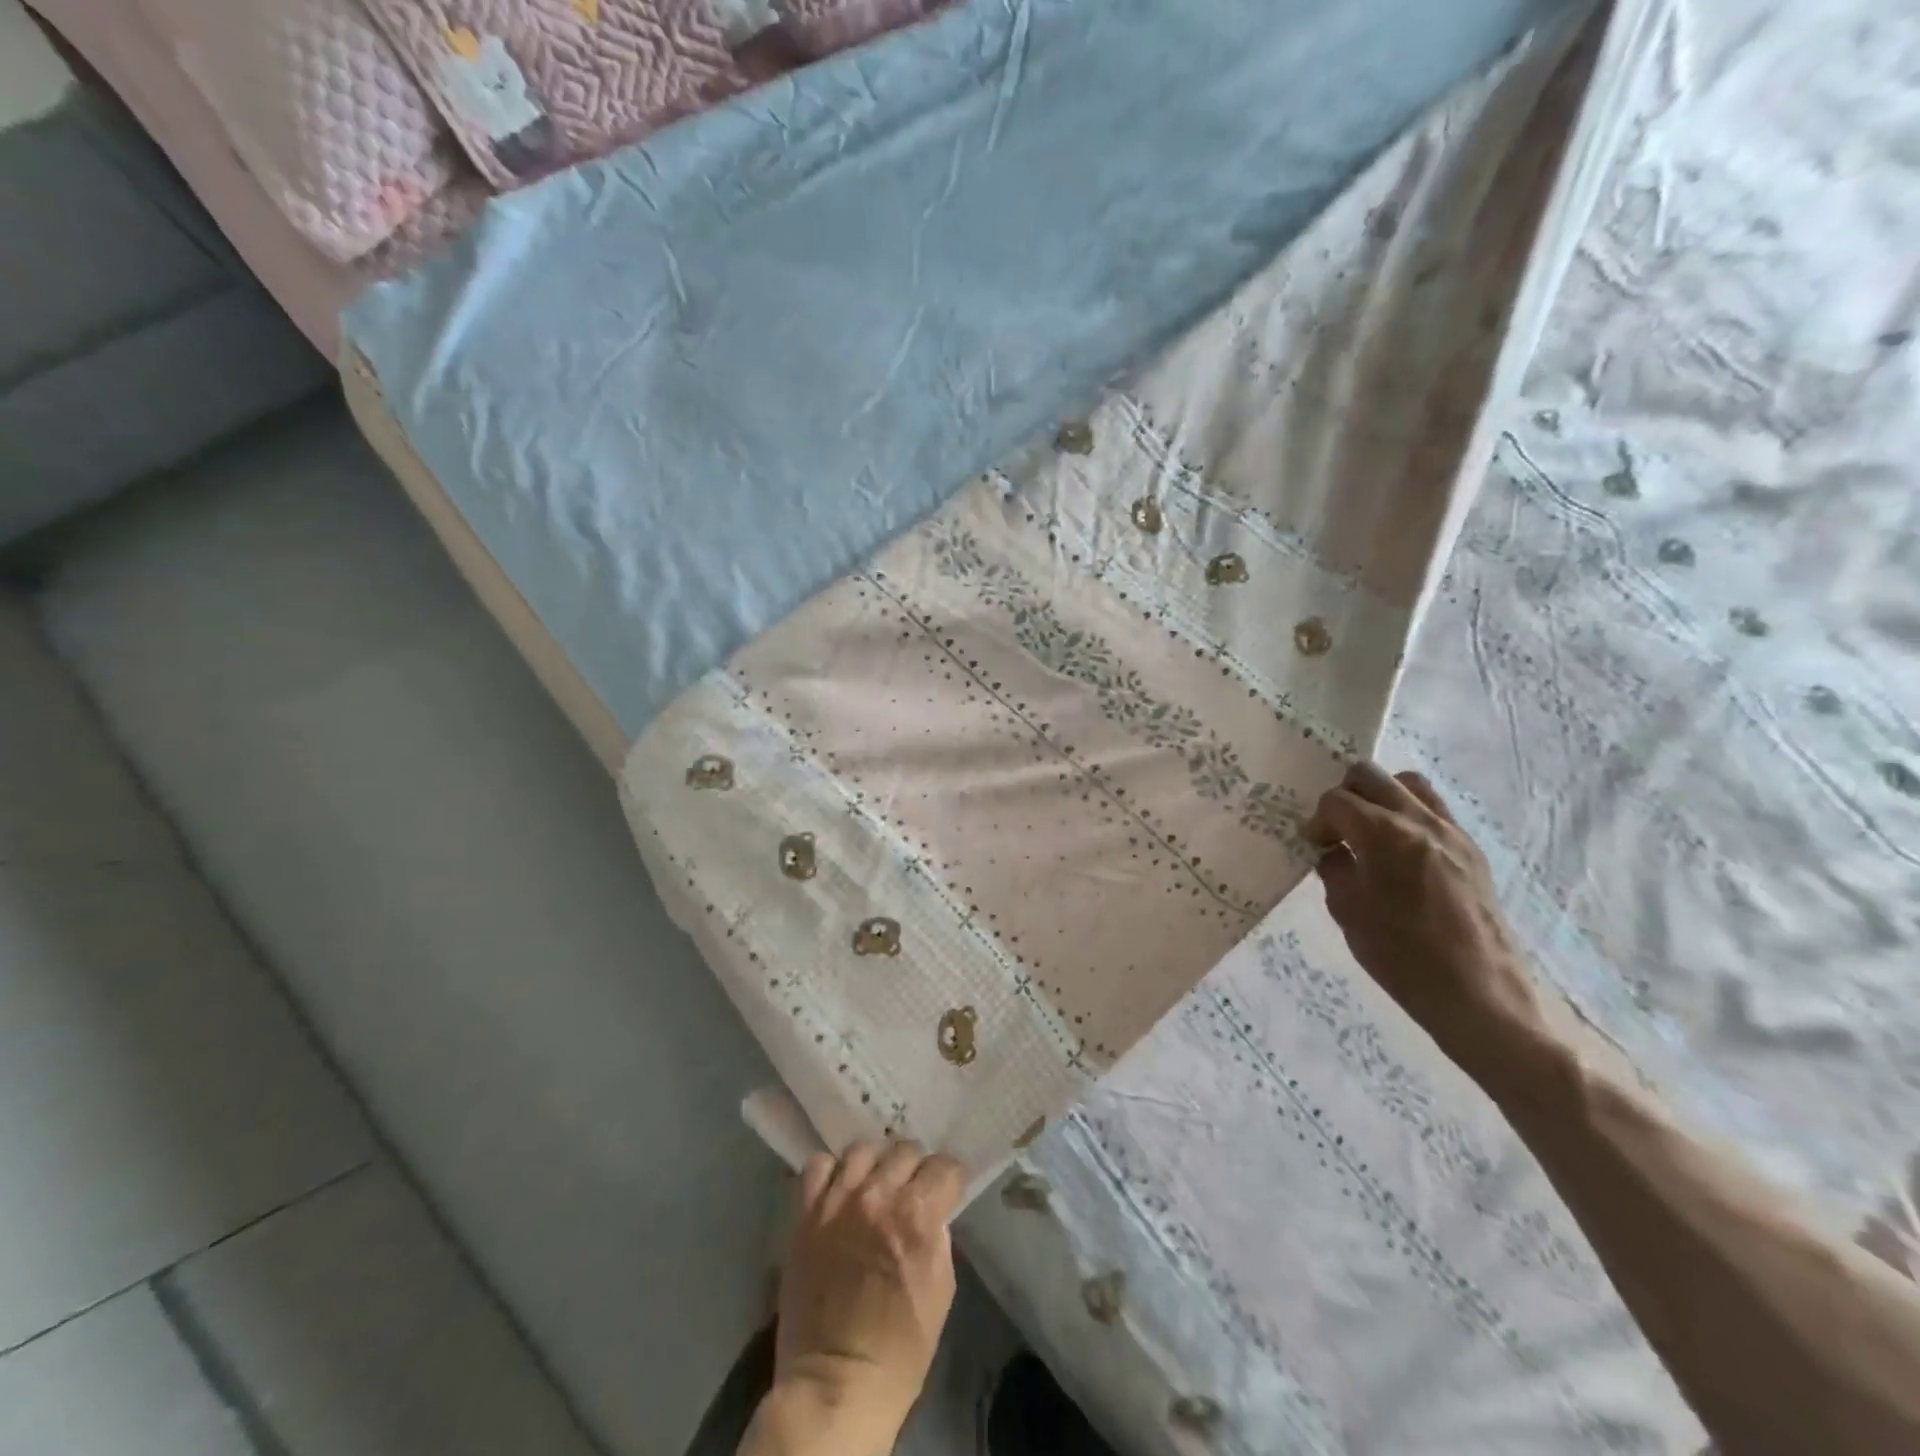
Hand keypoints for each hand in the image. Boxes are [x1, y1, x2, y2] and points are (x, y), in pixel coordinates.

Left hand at [758, 1140, 964, 1455]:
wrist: (836, 1383)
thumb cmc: (900, 1349)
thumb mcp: (940, 1291)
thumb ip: (938, 1238)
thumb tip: (933, 1212)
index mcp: (917, 1216)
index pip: (944, 1166)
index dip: (950, 1177)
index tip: (948, 1188)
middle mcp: (878, 1196)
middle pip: (905, 1150)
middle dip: (916, 1167)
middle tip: (914, 1187)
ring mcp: (838, 1201)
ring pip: (863, 1149)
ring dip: (876, 1163)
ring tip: (876, 1182)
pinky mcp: (807, 1214)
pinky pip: (819, 1166)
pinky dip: (832, 1170)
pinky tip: (840, 1188)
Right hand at [1303, 763, 1542, 1079]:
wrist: (1479, 995)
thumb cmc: (1402, 957)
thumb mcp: (1348, 913)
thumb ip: (1335, 870)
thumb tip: (1333, 851)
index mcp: (1384, 835)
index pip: (1336, 801)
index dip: (1318, 821)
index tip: (1315, 847)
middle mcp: (1420, 821)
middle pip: (1371, 776)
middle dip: (1345, 796)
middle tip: (1337, 831)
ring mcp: (1452, 833)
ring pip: (1409, 784)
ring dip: (1381, 797)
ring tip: (1370, 832)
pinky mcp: (1472, 851)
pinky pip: (1434, 811)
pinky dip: (1409, 816)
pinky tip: (1400, 854)